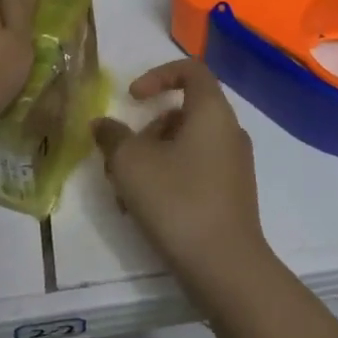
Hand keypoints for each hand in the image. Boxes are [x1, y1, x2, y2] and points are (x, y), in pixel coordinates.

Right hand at [91, 59, 269, 303]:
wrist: (225, 267)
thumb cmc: (177, 200)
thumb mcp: (130, 164)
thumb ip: (113, 137)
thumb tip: (103, 125)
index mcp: (212, 112)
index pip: (191, 70)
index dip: (157, 75)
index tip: (133, 98)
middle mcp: (229, 131)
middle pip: (183, 113)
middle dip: (146, 131)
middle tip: (120, 159)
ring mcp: (234, 165)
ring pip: (185, 145)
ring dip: (151, 160)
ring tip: (124, 193)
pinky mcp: (232, 195)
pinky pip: (195, 171)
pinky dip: (168, 179)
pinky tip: (144, 210)